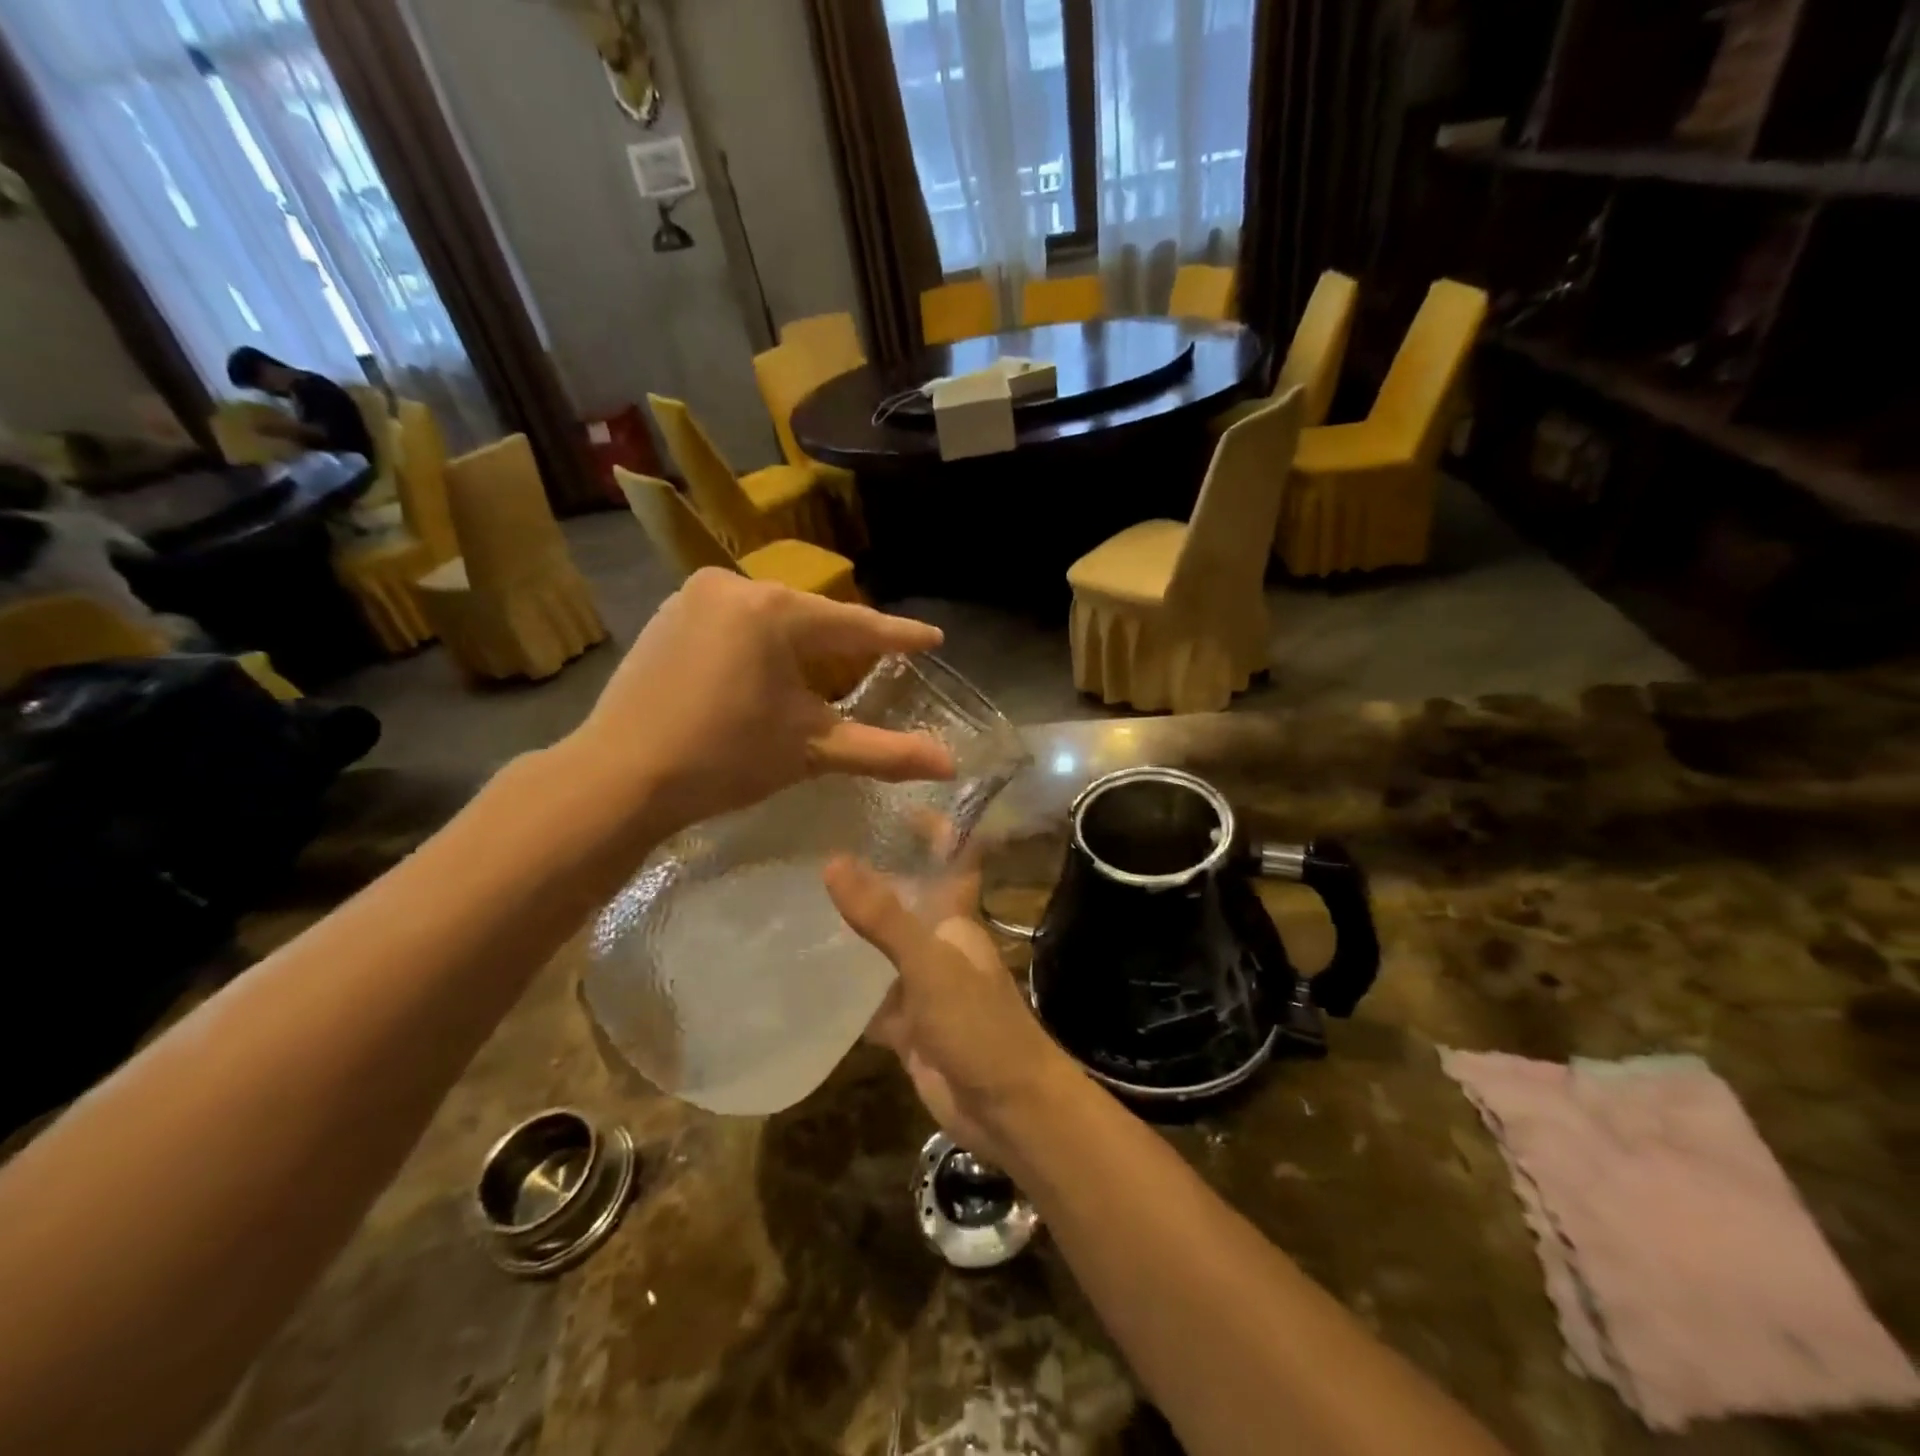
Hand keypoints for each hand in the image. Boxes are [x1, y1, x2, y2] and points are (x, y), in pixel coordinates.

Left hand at [566, 570, 952, 833]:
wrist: (619, 777)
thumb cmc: (724, 758)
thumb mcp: (811, 750)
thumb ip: (885, 752)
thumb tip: (950, 764)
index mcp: (774, 611)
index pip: (854, 625)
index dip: (897, 636)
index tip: (932, 638)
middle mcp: (733, 587)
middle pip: (809, 617)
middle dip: (842, 643)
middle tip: (876, 662)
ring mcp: (691, 597)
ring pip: (769, 618)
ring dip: (797, 644)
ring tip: (818, 674)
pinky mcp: (665, 616)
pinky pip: (733, 623)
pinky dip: (757, 645)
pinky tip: (759, 674)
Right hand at [824, 855, 1078, 1165]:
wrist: (1004, 1108)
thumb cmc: (978, 1025)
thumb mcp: (930, 963)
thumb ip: (884, 916)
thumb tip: (834, 860)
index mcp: (955, 918)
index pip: (951, 856)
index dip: (933, 825)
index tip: (894, 794)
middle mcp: (938, 943)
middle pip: (907, 898)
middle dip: (875, 873)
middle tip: (818, 843)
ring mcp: (921, 984)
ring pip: (884, 946)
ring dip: (854, 929)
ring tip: (798, 896)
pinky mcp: (906, 1023)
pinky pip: (870, 996)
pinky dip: (846, 987)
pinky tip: (804, 973)